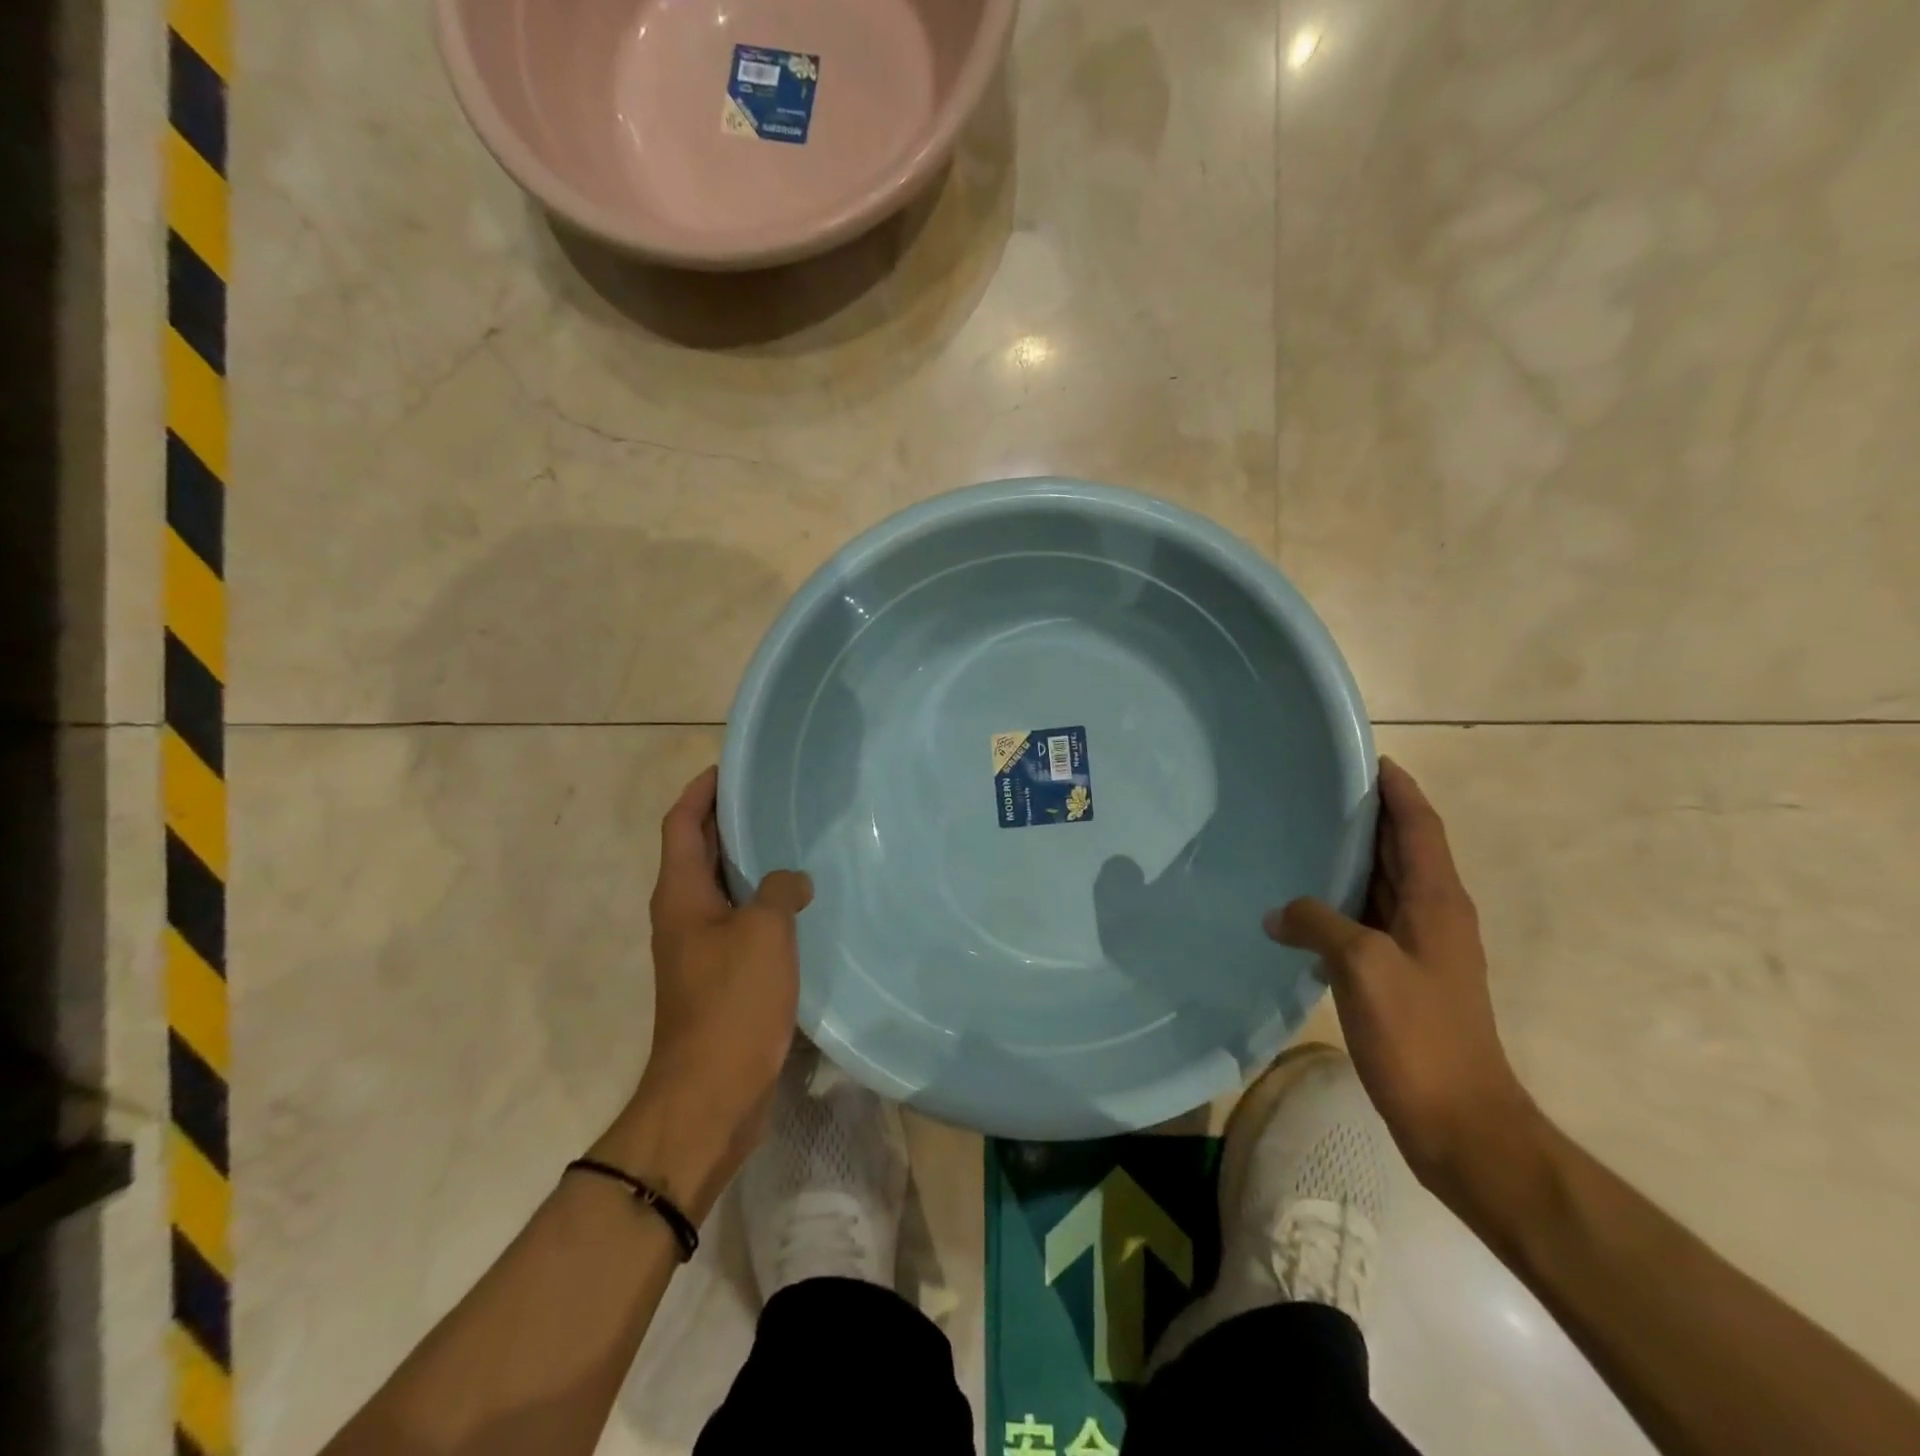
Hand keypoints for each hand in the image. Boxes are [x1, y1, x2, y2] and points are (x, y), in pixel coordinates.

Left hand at [596, 767, 810, 1214]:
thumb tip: (792, 881)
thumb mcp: (764, 933)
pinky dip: (765, 902)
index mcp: (681, 894)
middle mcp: (683, 914)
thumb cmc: (732, 1002)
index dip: (702, 791)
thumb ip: (780, 891)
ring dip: (752, 862)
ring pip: (725, 887)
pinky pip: (742, 921)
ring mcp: (701, 947)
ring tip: (796, 839)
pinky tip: (802, 902)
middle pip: (701, 851)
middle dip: (731, 820)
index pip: (682, 824)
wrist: (711, 1094)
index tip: (732, 766)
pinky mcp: (721, 976)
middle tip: (776, 797)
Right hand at [1266, 757, 1535, 1195]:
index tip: (1366, 758)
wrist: (1460, 1123)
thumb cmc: (1420, 1036)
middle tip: (1318, 789)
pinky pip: (1368, 918)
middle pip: (1403, 849)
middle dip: (1370, 815)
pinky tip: (1305, 905)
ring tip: (1304, 834)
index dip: (1398, 789)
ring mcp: (1419, 948)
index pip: (1419, 826)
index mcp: (1437, 901)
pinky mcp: (1402, 976)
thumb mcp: (1362, 967)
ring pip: (1384, 884)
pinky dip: (1342, 900)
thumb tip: (1279, 912)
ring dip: (1353, 857)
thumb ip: (1319, 924)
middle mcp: (1434, 915)